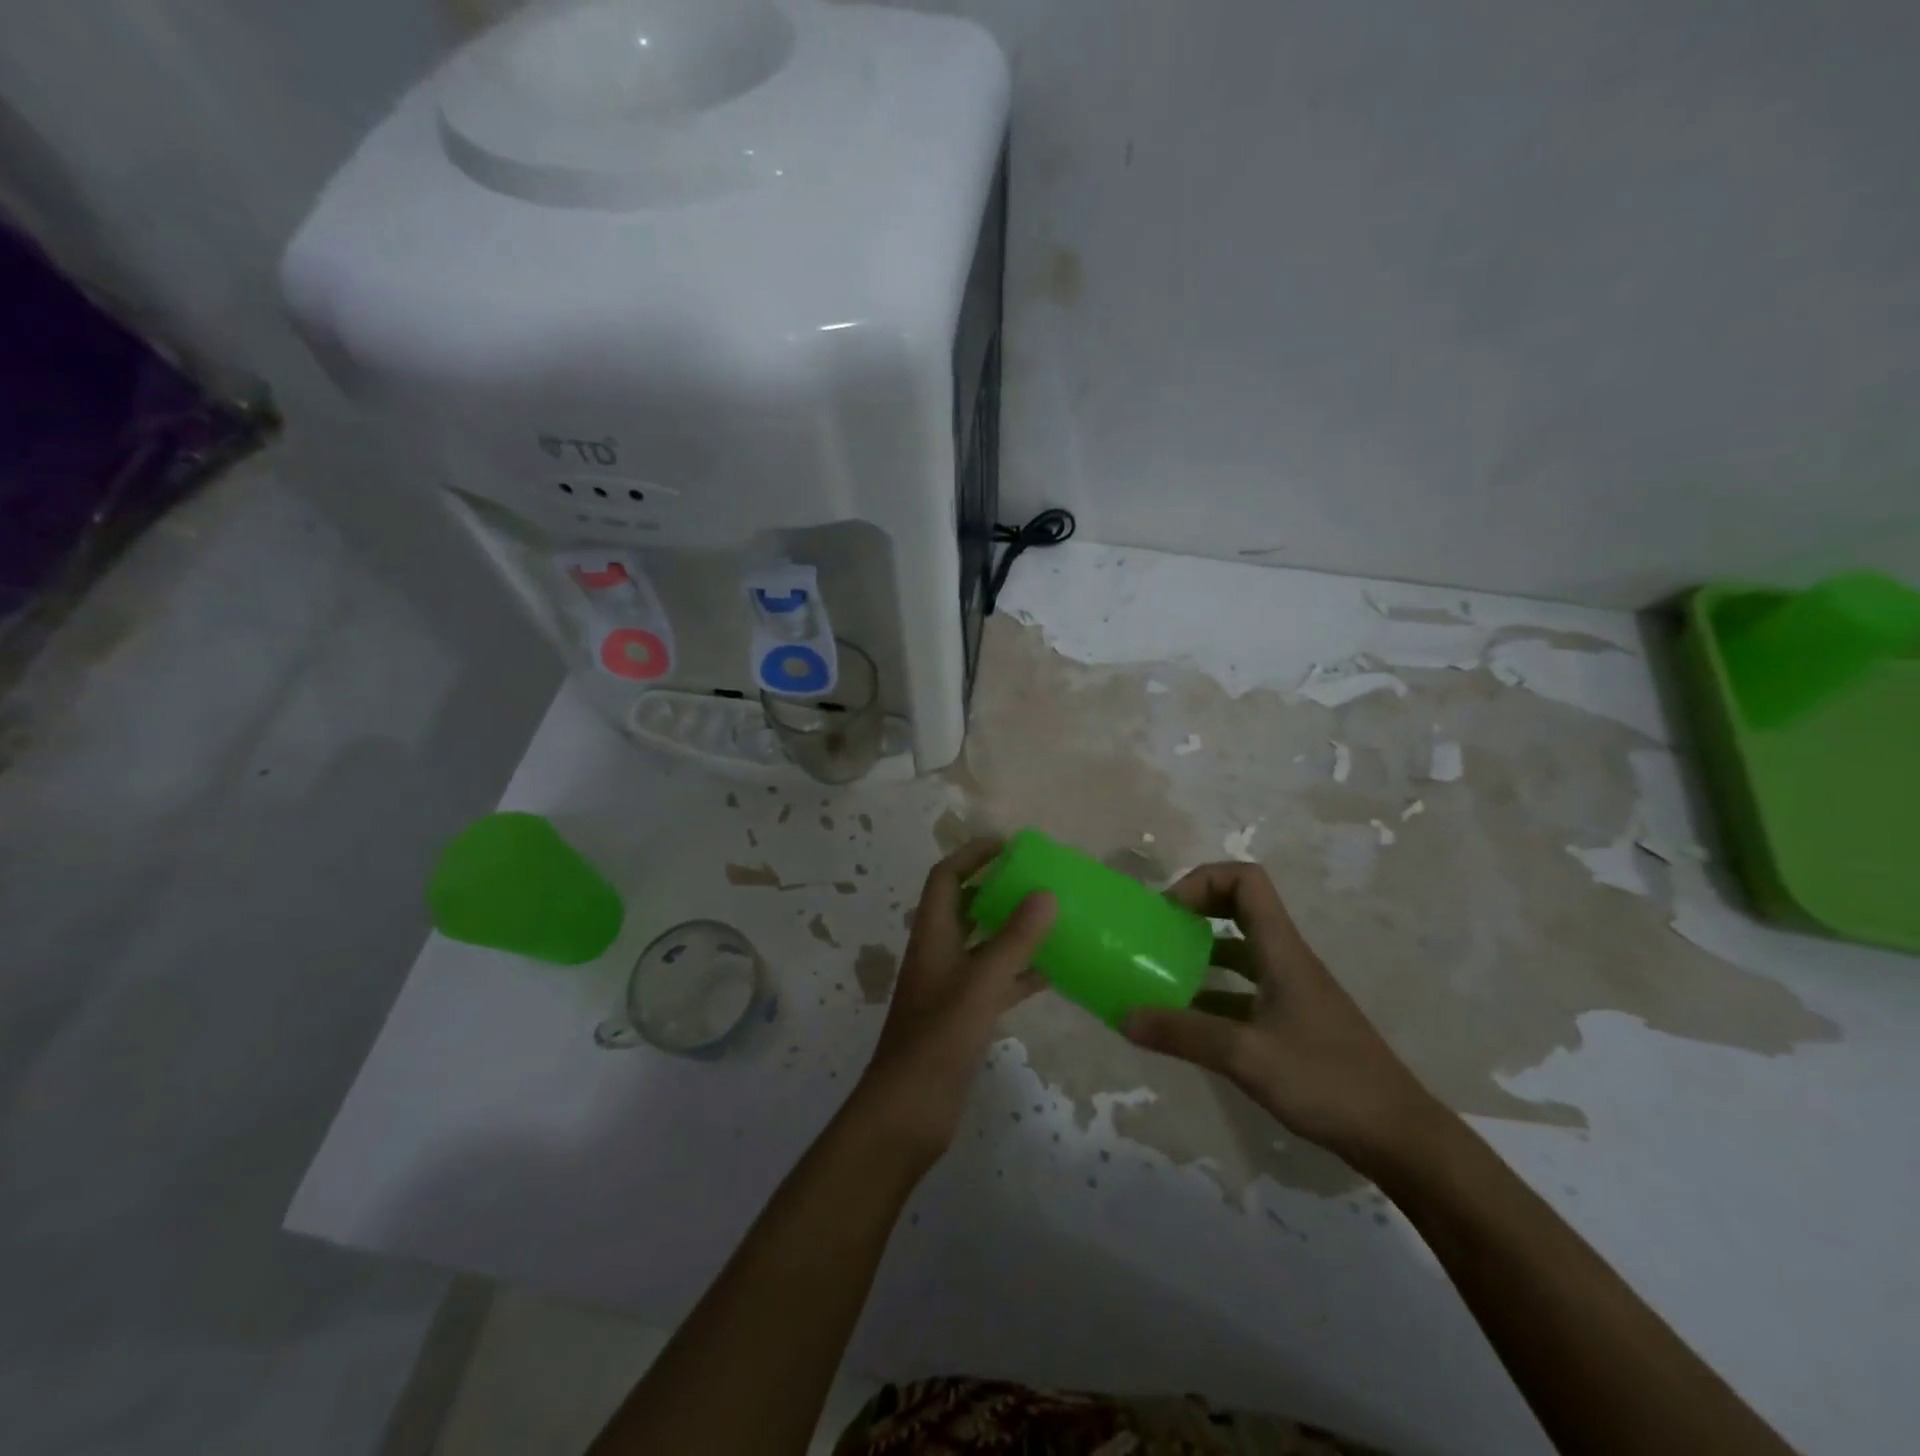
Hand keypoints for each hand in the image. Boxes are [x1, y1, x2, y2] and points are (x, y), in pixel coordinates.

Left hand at [848, 839, 1056, 1167]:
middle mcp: (939, 952)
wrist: (910, 1109)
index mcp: (932, 934)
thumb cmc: (939, 1038)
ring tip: (1054, 917)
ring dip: (1013, 929)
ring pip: (984, 943)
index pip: (946, 877)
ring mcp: (951, 985)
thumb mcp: (981, 983)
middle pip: (965, 905)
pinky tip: (1055, 971)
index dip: (972, 855)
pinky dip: (1021, 972)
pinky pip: (997, 980)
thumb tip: (1045, 892)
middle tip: (1039, 878)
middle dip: (997, 887)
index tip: (1009, 845)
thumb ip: (1015, 939)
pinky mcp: (965, 1015)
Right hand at [1122, 861, 1442, 1171]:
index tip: (1169, 913)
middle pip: (1240, 909)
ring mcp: (1291, 993)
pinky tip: (1186, 1024)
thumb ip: (1182, 1034)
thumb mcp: (1245, 1056)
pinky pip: (1243, 993)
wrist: (1399, 1138)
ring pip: (1240, 953)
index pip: (1246, 881)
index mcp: (1282, 951)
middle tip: (1158, 936)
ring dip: (1200, 956)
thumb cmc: (1326, 1082)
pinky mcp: (1292, 1024)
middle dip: (1196, 912)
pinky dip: (1212, 996)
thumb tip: (1123, 1017)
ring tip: (1160, 977)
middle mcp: (1286, 961)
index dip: (1203, 882)